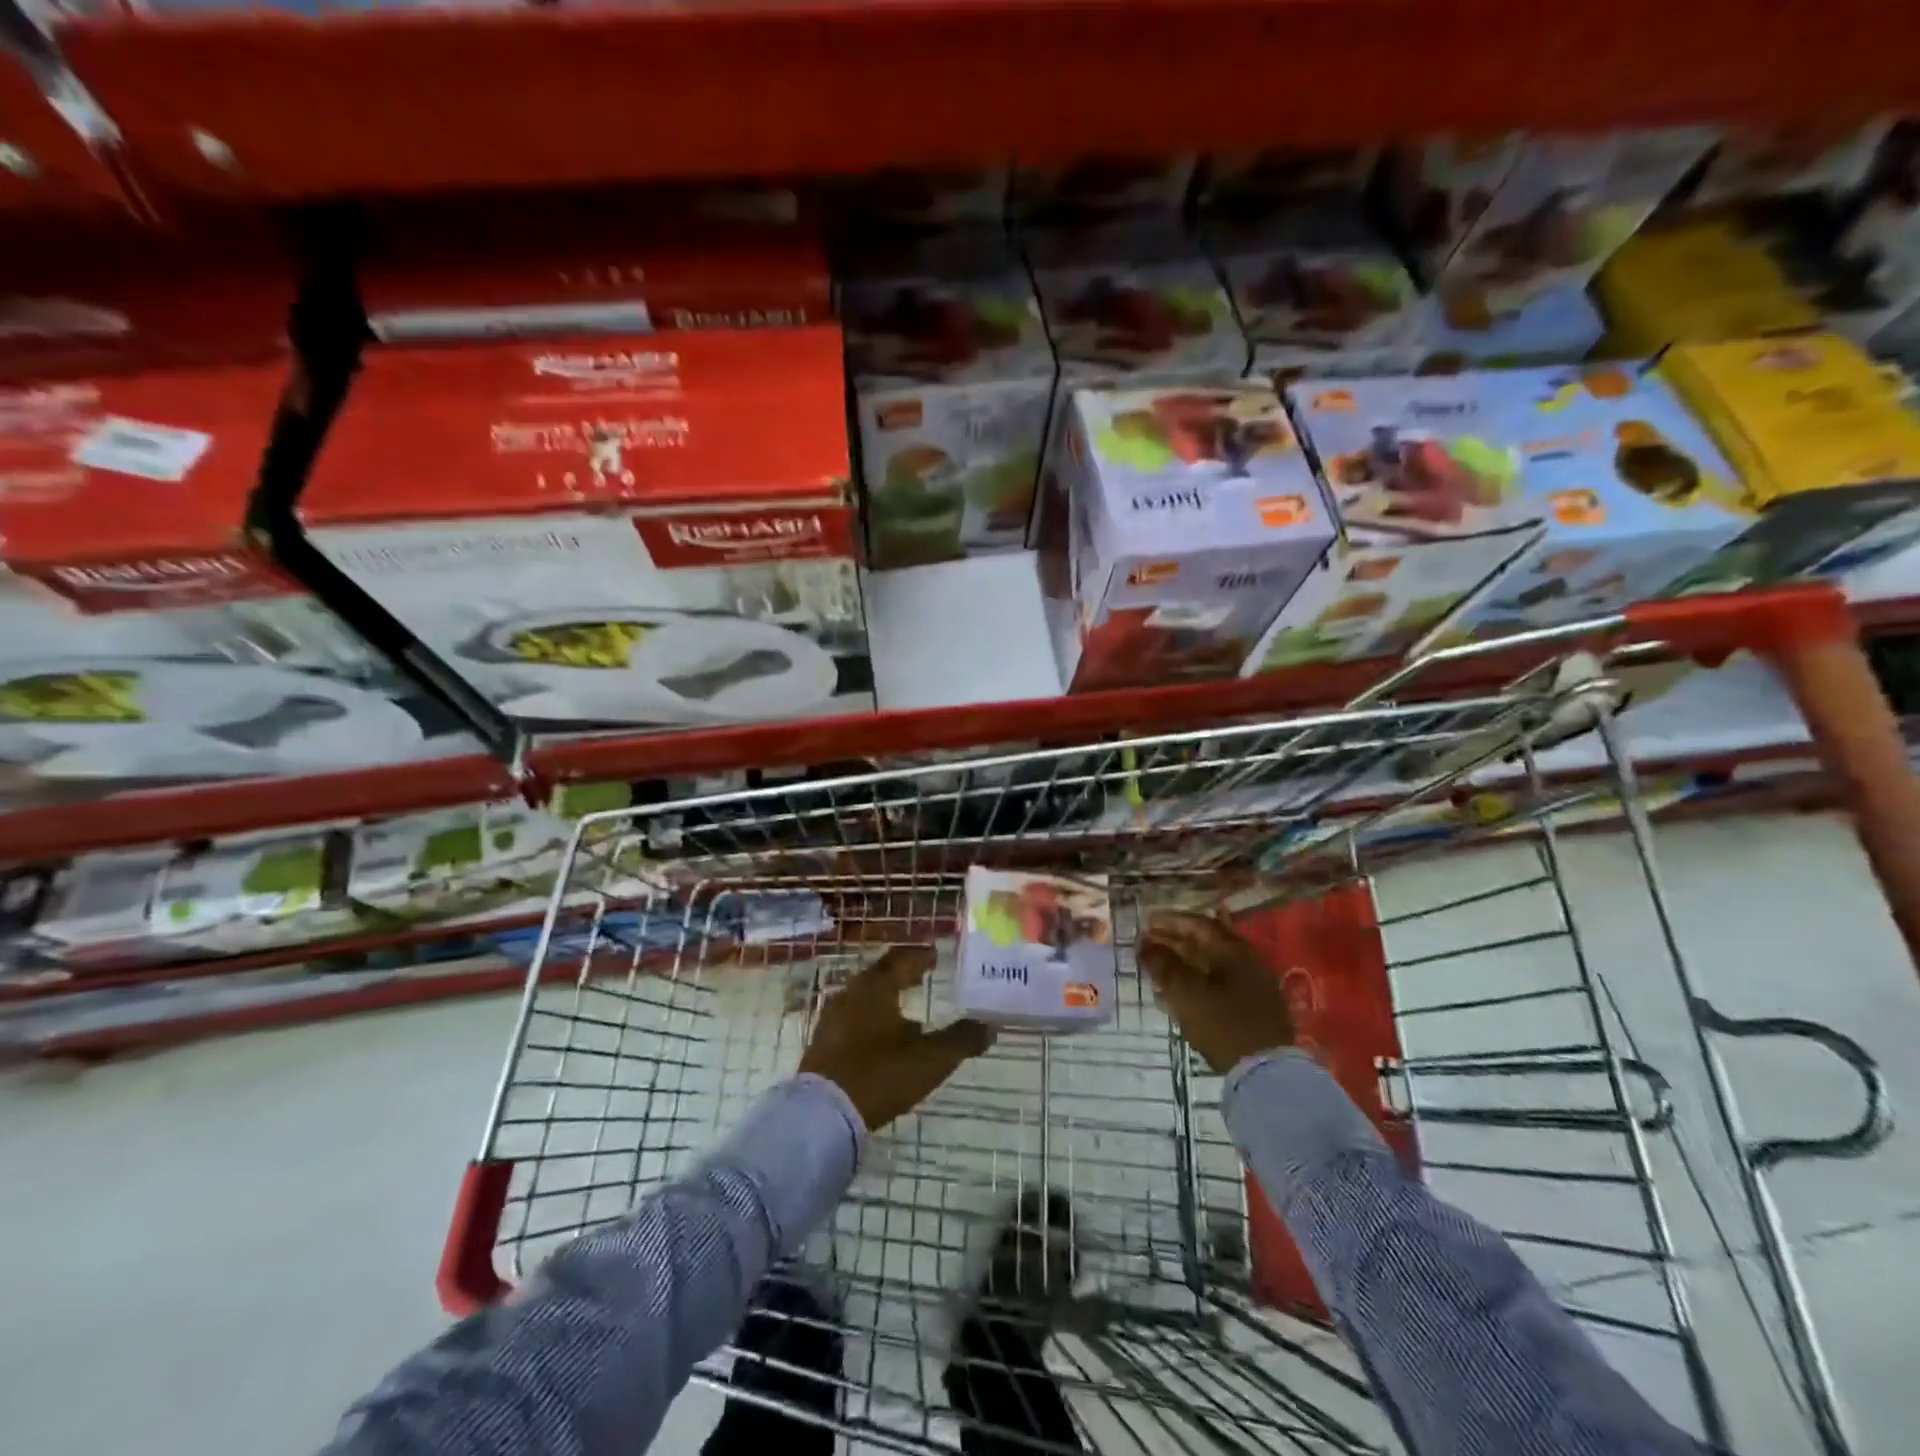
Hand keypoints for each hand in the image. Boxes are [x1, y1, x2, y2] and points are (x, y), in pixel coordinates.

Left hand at [798, 945, 994, 1132]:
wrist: (824, 1114)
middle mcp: (851, 993)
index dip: (920, 956)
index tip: (935, 955)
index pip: (901, 959)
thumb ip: (962, 1040)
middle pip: (880, 974)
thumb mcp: (930, 1060)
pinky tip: (879, 1034)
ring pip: (864, 995)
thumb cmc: (880, 1075)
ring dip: (885, 994)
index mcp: (876, 987)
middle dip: (902, 972)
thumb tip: (990, 1025)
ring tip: (904, 1004)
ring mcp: (832, 1017)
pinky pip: (852, 1016)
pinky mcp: (823, 1041)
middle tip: (922, 974)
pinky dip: (870, 1015)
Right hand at [1138, 911, 1293, 1074]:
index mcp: (1233, 949)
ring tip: (1156, 969)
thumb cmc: (1222, 1024)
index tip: (1145, 923)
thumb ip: (1163, 965)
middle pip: (1205, 943)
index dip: (1168, 921)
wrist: (1265, 1072)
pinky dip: (1195, 982)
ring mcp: (1253, 984)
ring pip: (1211, 965)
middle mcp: (1246, 960)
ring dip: (1182, 963)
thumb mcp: (1185, 992)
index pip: (1197, 924)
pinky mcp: (1253, 1007)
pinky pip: (1218, 984)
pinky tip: (1176, 994)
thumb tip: (1145, 944)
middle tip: (1147, 944)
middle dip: (1173, 942)